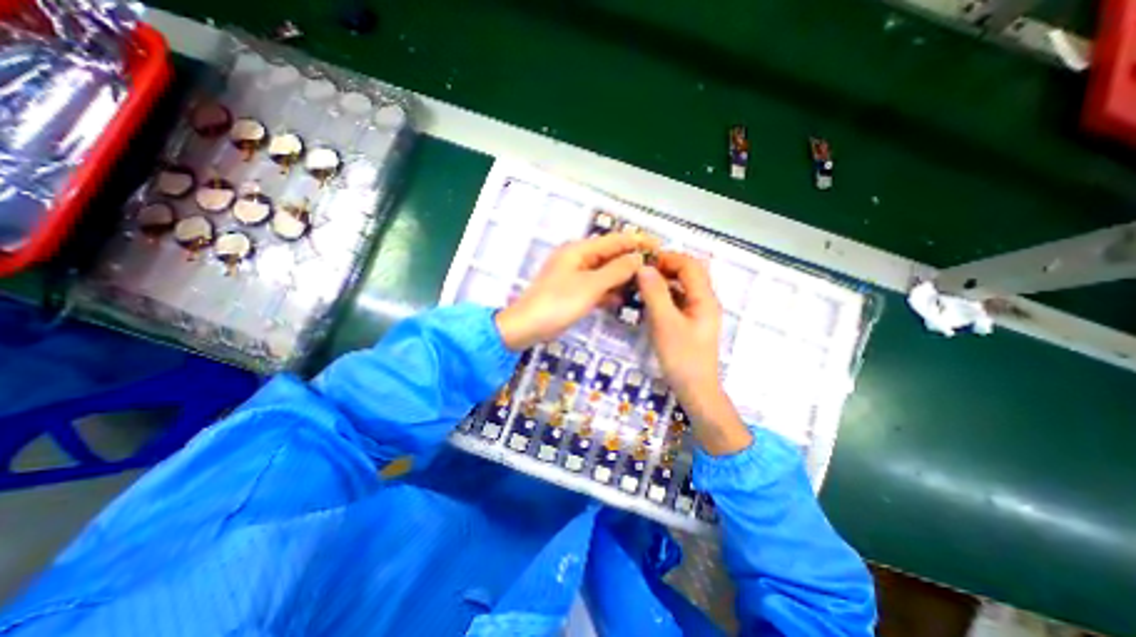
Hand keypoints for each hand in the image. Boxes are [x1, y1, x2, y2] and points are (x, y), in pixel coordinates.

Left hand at [497, 231, 656, 351]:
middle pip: (610, 255)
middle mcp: (577, 257)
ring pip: (604, 271)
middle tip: (656, 270)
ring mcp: (574, 275)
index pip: (615, 240)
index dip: (638, 241)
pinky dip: (608, 290)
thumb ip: (617, 270)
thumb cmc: (558, 303)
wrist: (527, 326)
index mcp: (579, 250)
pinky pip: (596, 285)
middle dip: (631, 261)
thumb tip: (638, 258)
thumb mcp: (591, 286)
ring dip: (622, 277)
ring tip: (644, 285)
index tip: (660, 246)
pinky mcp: (572, 290)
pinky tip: (622, 300)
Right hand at [638, 252, 751, 455]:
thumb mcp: (665, 324)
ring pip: (681, 287)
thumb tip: (643, 268)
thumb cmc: (682, 357)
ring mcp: (698, 312)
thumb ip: (655, 294)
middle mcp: (704, 301)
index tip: (643, 263)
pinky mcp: (690, 323)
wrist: (695, 390)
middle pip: (687, 273)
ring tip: (640, 286)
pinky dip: (663, 296)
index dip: (667, 258)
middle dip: (664, 268)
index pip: (689, 265)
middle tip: (639, 273)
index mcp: (704, 298)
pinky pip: (677, 301)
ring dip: (662, 282)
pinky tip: (647, 303)